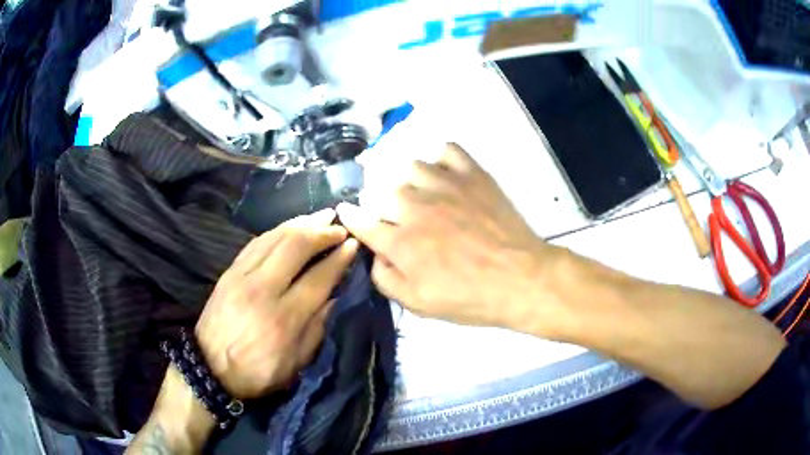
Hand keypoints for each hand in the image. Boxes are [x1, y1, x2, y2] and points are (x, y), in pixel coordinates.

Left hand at [195, 209, 357, 398]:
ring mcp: (242, 277)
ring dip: (301, 223)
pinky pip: (256, 242)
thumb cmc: (258, 372)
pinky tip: (289, 227)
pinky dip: (277, 230)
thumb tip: (335, 296)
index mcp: (284, 319)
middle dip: (322, 231)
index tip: (353, 244)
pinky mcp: (229, 272)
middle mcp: (263, 290)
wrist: (209, 368)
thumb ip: (317, 329)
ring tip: (320, 216)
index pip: (318, 278)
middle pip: (295, 246)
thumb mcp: (296, 363)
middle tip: (339, 226)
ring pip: (275, 237)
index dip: (339, 258)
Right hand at [338, 143, 560, 329]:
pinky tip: (445, 172)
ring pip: (411, 167)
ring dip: (409, 180)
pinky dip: (441, 158)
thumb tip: (374, 255)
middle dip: (385, 205)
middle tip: (399, 217)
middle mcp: (416, 206)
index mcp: (401, 241)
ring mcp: (445, 185)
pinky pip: (447, 150)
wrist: (521, 279)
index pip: (362, 221)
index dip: (351, 216)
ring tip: (421, 193)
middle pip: (384, 191)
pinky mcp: (472, 174)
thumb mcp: (420, 305)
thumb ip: (386, 279)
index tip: (346, 210)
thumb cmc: (470, 297)